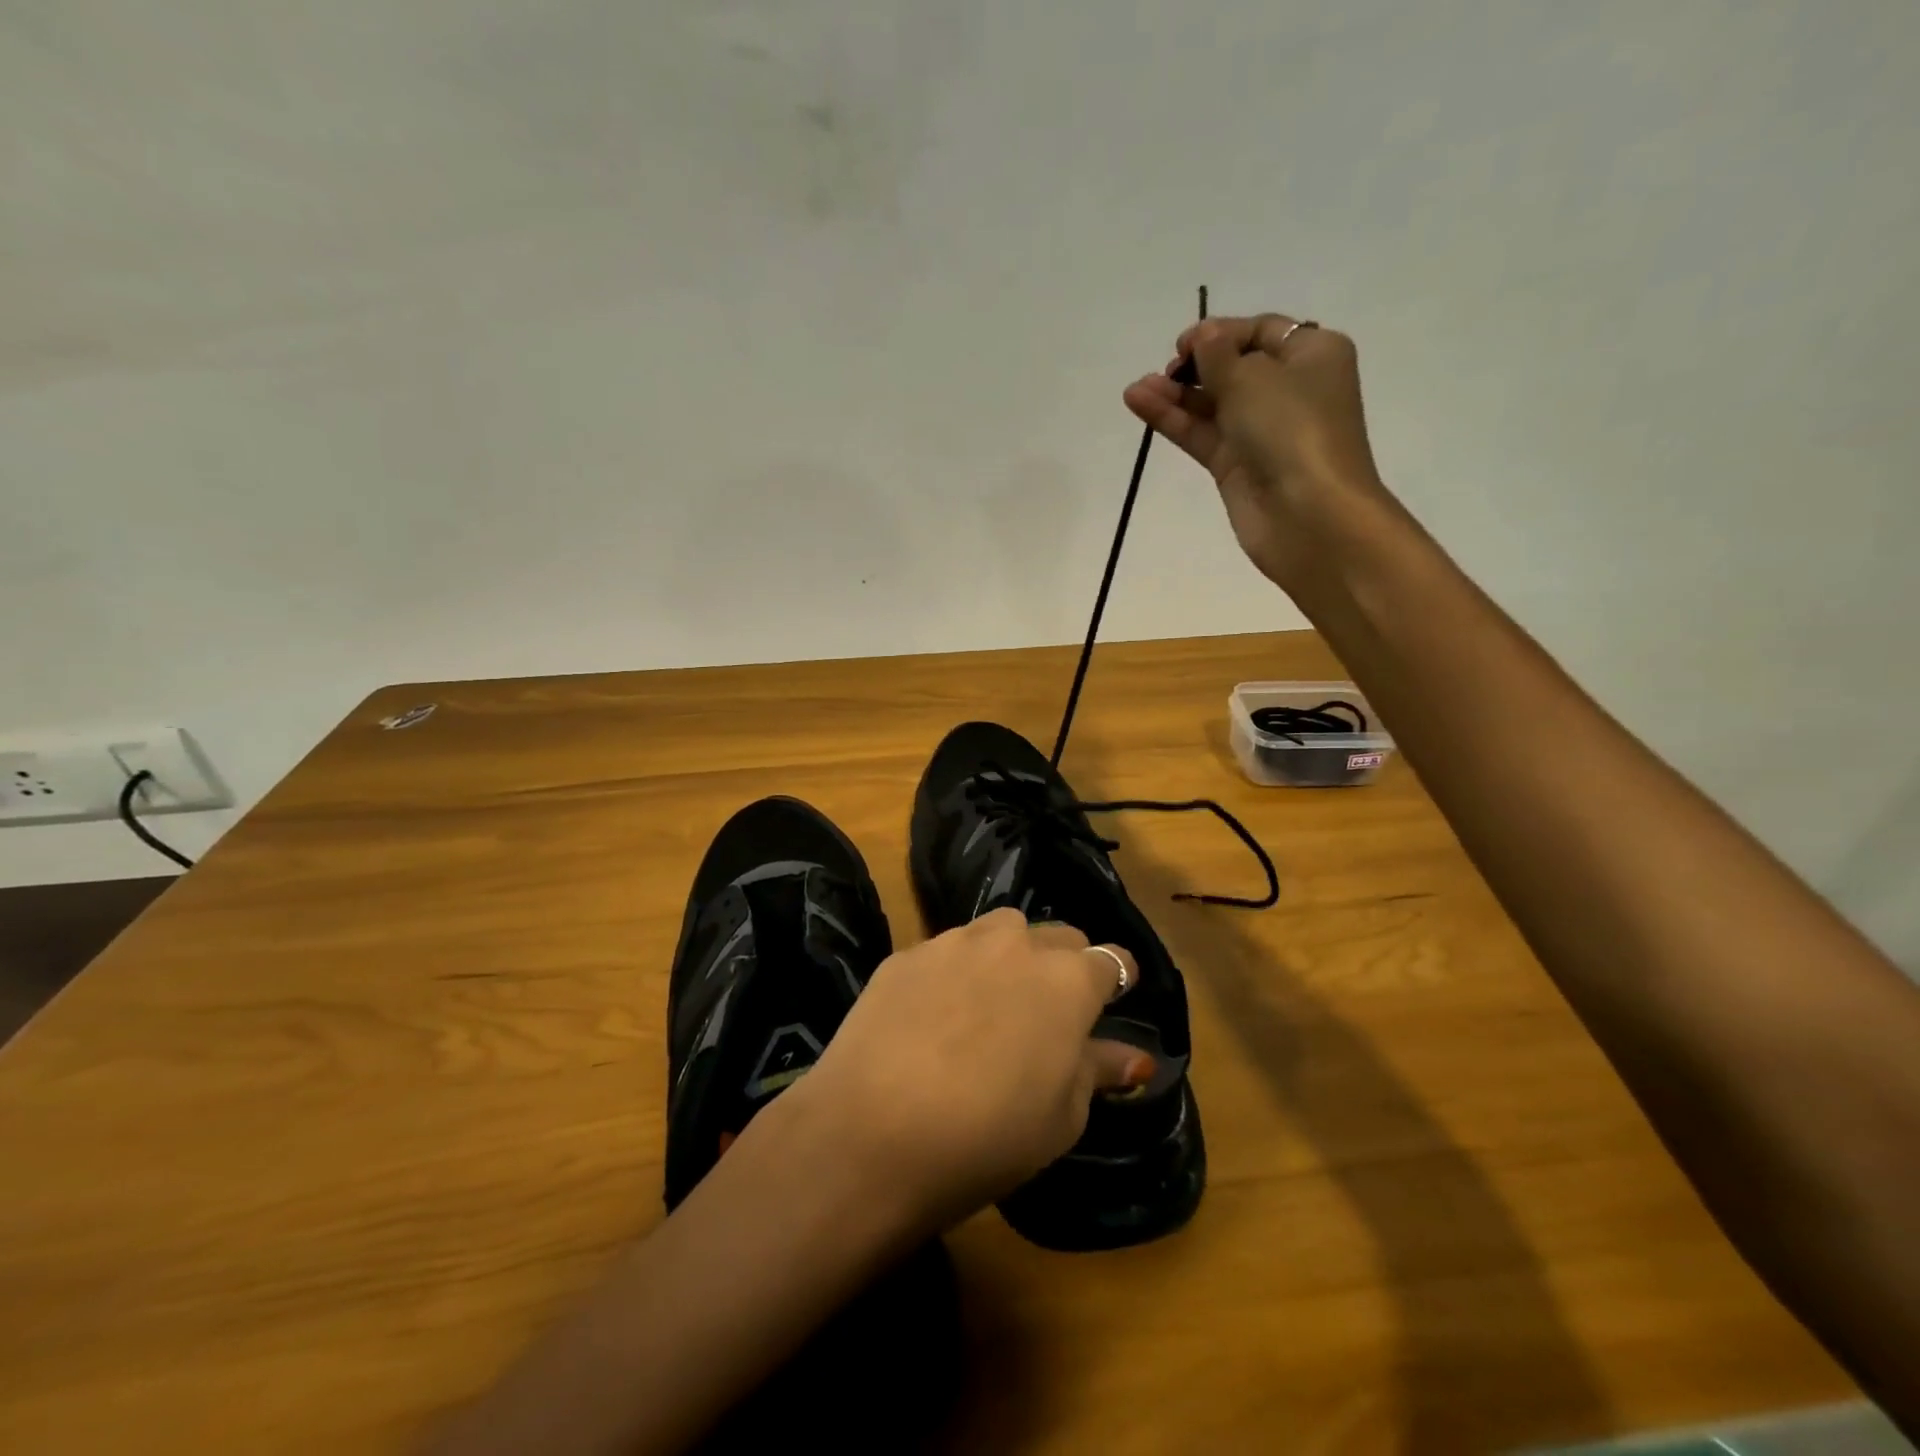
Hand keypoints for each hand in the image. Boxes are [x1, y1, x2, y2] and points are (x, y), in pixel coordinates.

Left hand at [779, 909, 1149, 1233]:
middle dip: (1063, 965)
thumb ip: (1098, 1071)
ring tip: (990, 1005)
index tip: (1108, 1005)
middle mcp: (1016, 943)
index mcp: (1068, 980)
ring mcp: (956, 941)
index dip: (1116, 982)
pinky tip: (934, 1015)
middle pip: (1058, 937)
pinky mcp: (907, 952)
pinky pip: (947, 949)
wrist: (872, 1131)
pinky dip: (955, 971)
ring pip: (1001, 930)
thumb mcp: (1061, 1118)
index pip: (1112, 960)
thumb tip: (1135, 1057)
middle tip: (1047, 1014)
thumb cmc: (987, 1137)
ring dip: (1009, 956)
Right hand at [1123, 314, 1394, 589]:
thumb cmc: (1292, 429)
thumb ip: (1218, 354)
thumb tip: (1203, 336)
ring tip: (1135, 389)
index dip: (1221, 333)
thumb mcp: (1253, 377)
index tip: (1184, 344)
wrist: (1308, 514)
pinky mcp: (1236, 466)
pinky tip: (1140, 403)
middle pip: (1234, 368)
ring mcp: (1260, 431)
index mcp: (1312, 355)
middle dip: (1196, 366)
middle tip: (1167, 370)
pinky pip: (1201, 434)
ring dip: (1175, 394)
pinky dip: (1173, 419)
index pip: (1261, 331)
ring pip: (1212, 404)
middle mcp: (1289, 389)